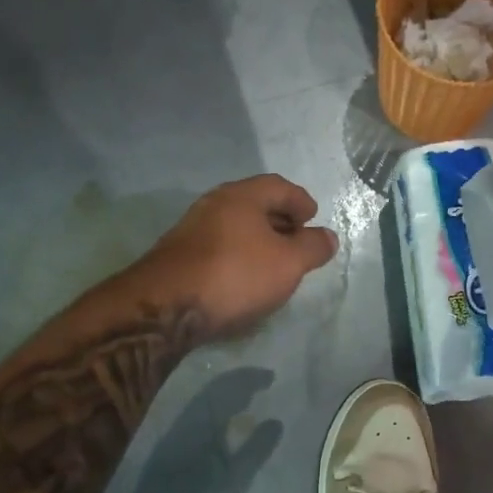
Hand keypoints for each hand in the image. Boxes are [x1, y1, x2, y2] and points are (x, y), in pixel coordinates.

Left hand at [142, 174, 338, 335]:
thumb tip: (327, 236)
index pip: (278, 186)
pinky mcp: (177, 256)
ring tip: (273, 263)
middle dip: (279, 220)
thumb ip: (312, 247)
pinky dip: (237, 255)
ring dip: (257, 240)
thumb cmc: (236, 275)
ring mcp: (190, 229)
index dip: (300, 200)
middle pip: (254, 204)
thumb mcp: (288, 263)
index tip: (312, 218)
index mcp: (241, 196)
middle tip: (297, 241)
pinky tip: (243, 278)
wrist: (165, 307)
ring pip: (234, 226)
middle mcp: (213, 204)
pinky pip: (218, 246)